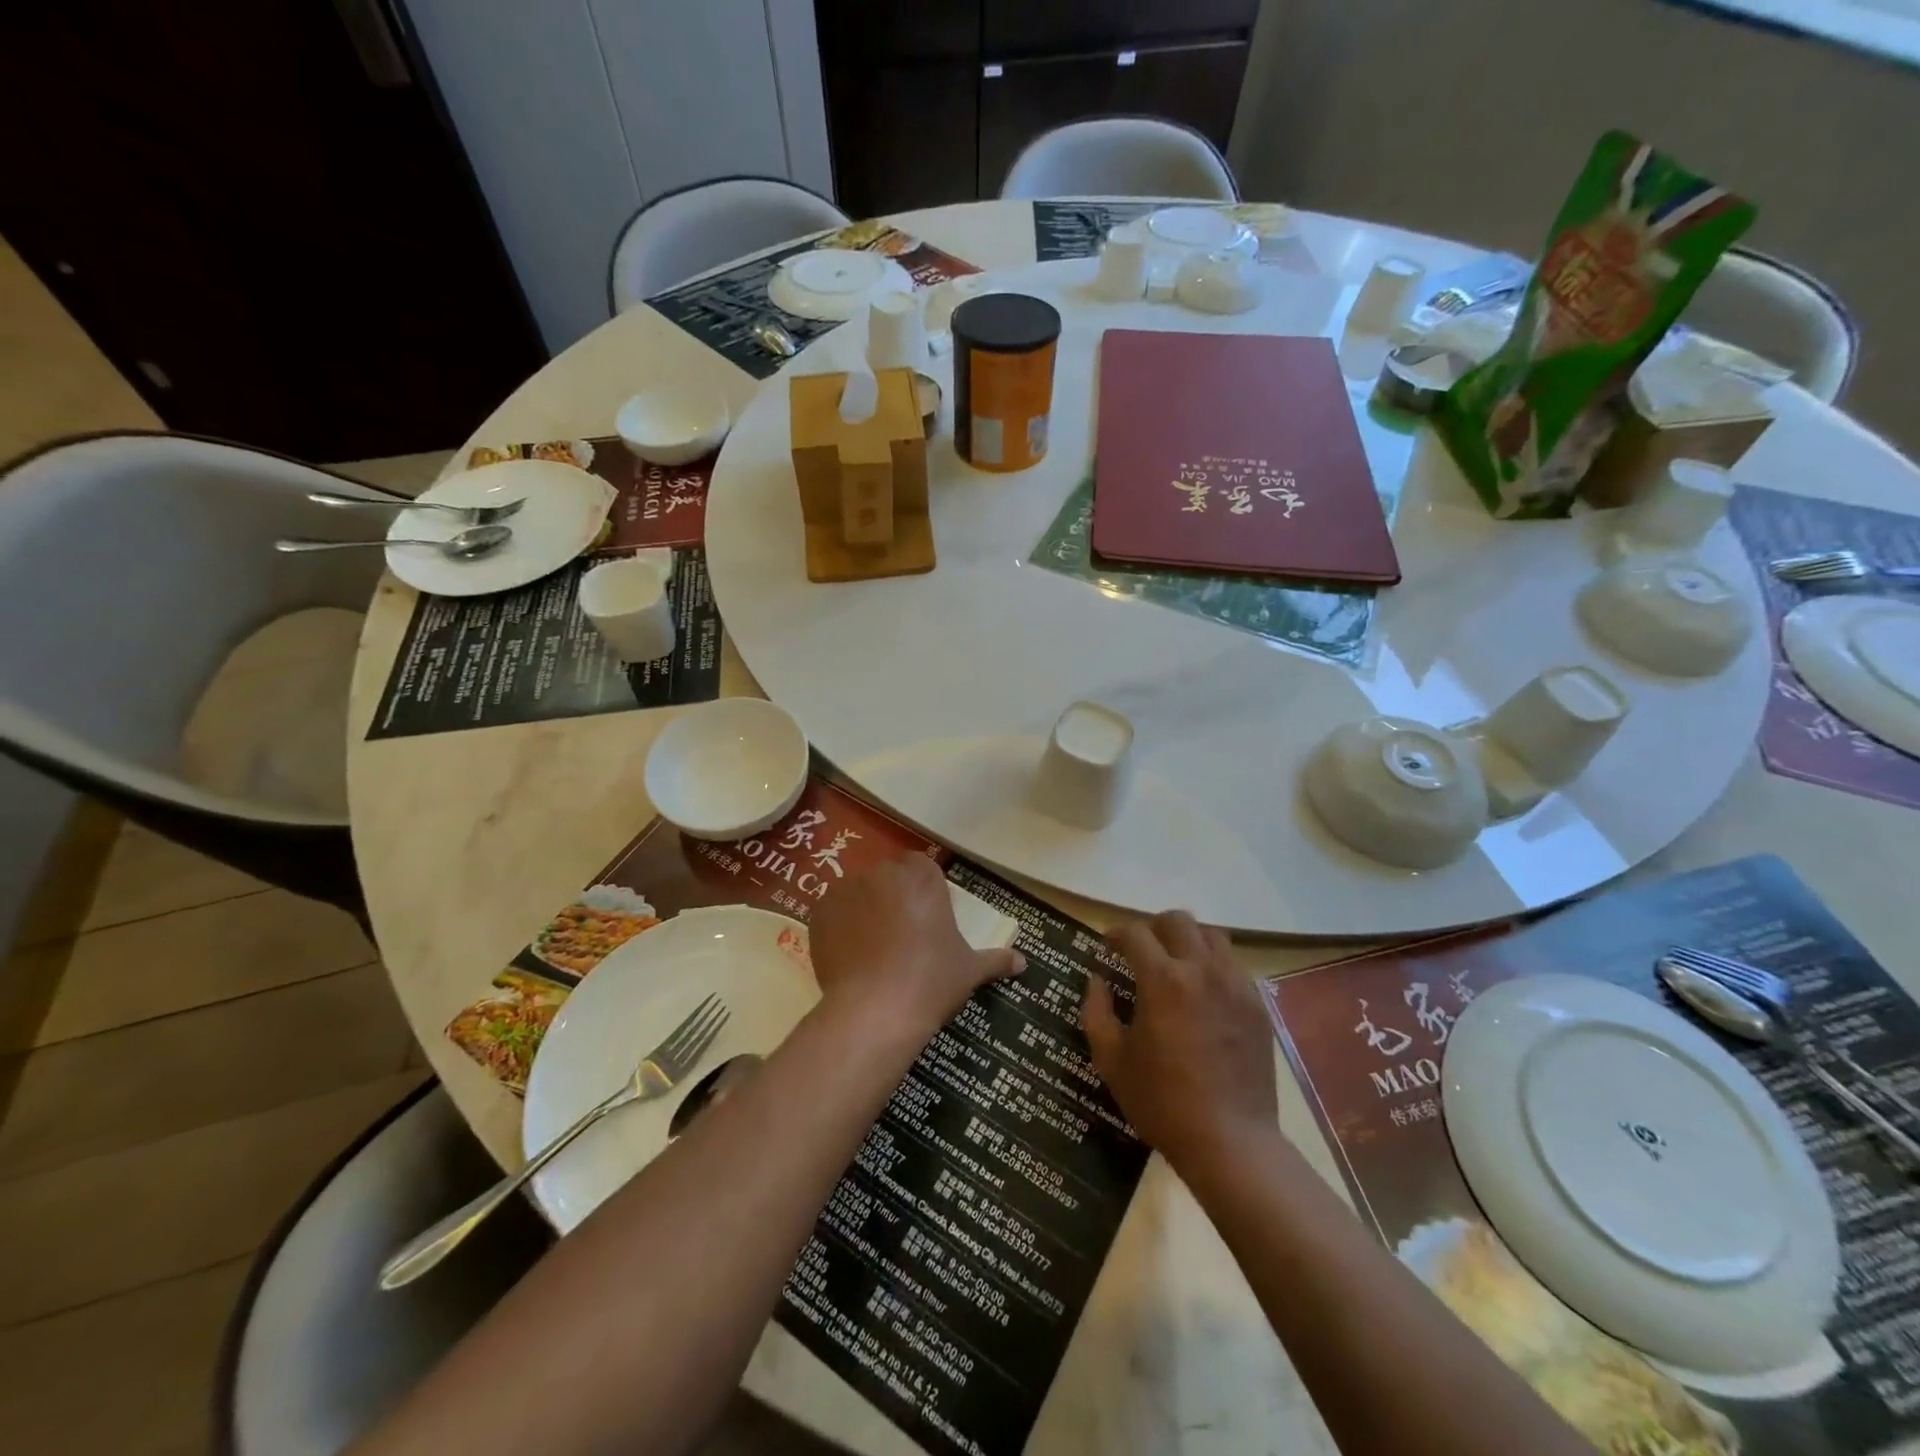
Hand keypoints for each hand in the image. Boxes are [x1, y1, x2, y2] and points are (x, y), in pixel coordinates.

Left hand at [807, 855, 1023, 1034]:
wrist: (876, 1010)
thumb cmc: (931, 981)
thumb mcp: (969, 971)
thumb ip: (995, 960)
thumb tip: (1023, 962)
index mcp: (922, 877)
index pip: (922, 869)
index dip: (924, 892)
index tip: (926, 920)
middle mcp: (883, 872)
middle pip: (889, 877)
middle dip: (894, 897)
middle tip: (900, 935)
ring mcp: (847, 889)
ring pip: (860, 892)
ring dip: (865, 909)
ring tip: (871, 948)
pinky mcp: (820, 911)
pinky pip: (832, 911)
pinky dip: (839, 926)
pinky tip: (848, 954)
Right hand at [1082, 912, 1278, 1174]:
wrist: (1230, 1141)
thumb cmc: (1161, 1102)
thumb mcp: (1111, 1060)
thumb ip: (1096, 1011)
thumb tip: (1096, 979)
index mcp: (1163, 980)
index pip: (1136, 933)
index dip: (1116, 934)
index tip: (1107, 945)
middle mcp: (1202, 970)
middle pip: (1178, 920)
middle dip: (1153, 927)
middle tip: (1141, 950)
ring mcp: (1236, 985)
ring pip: (1212, 935)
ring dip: (1188, 940)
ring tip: (1176, 964)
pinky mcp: (1257, 1004)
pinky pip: (1234, 965)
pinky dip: (1213, 965)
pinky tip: (1203, 993)